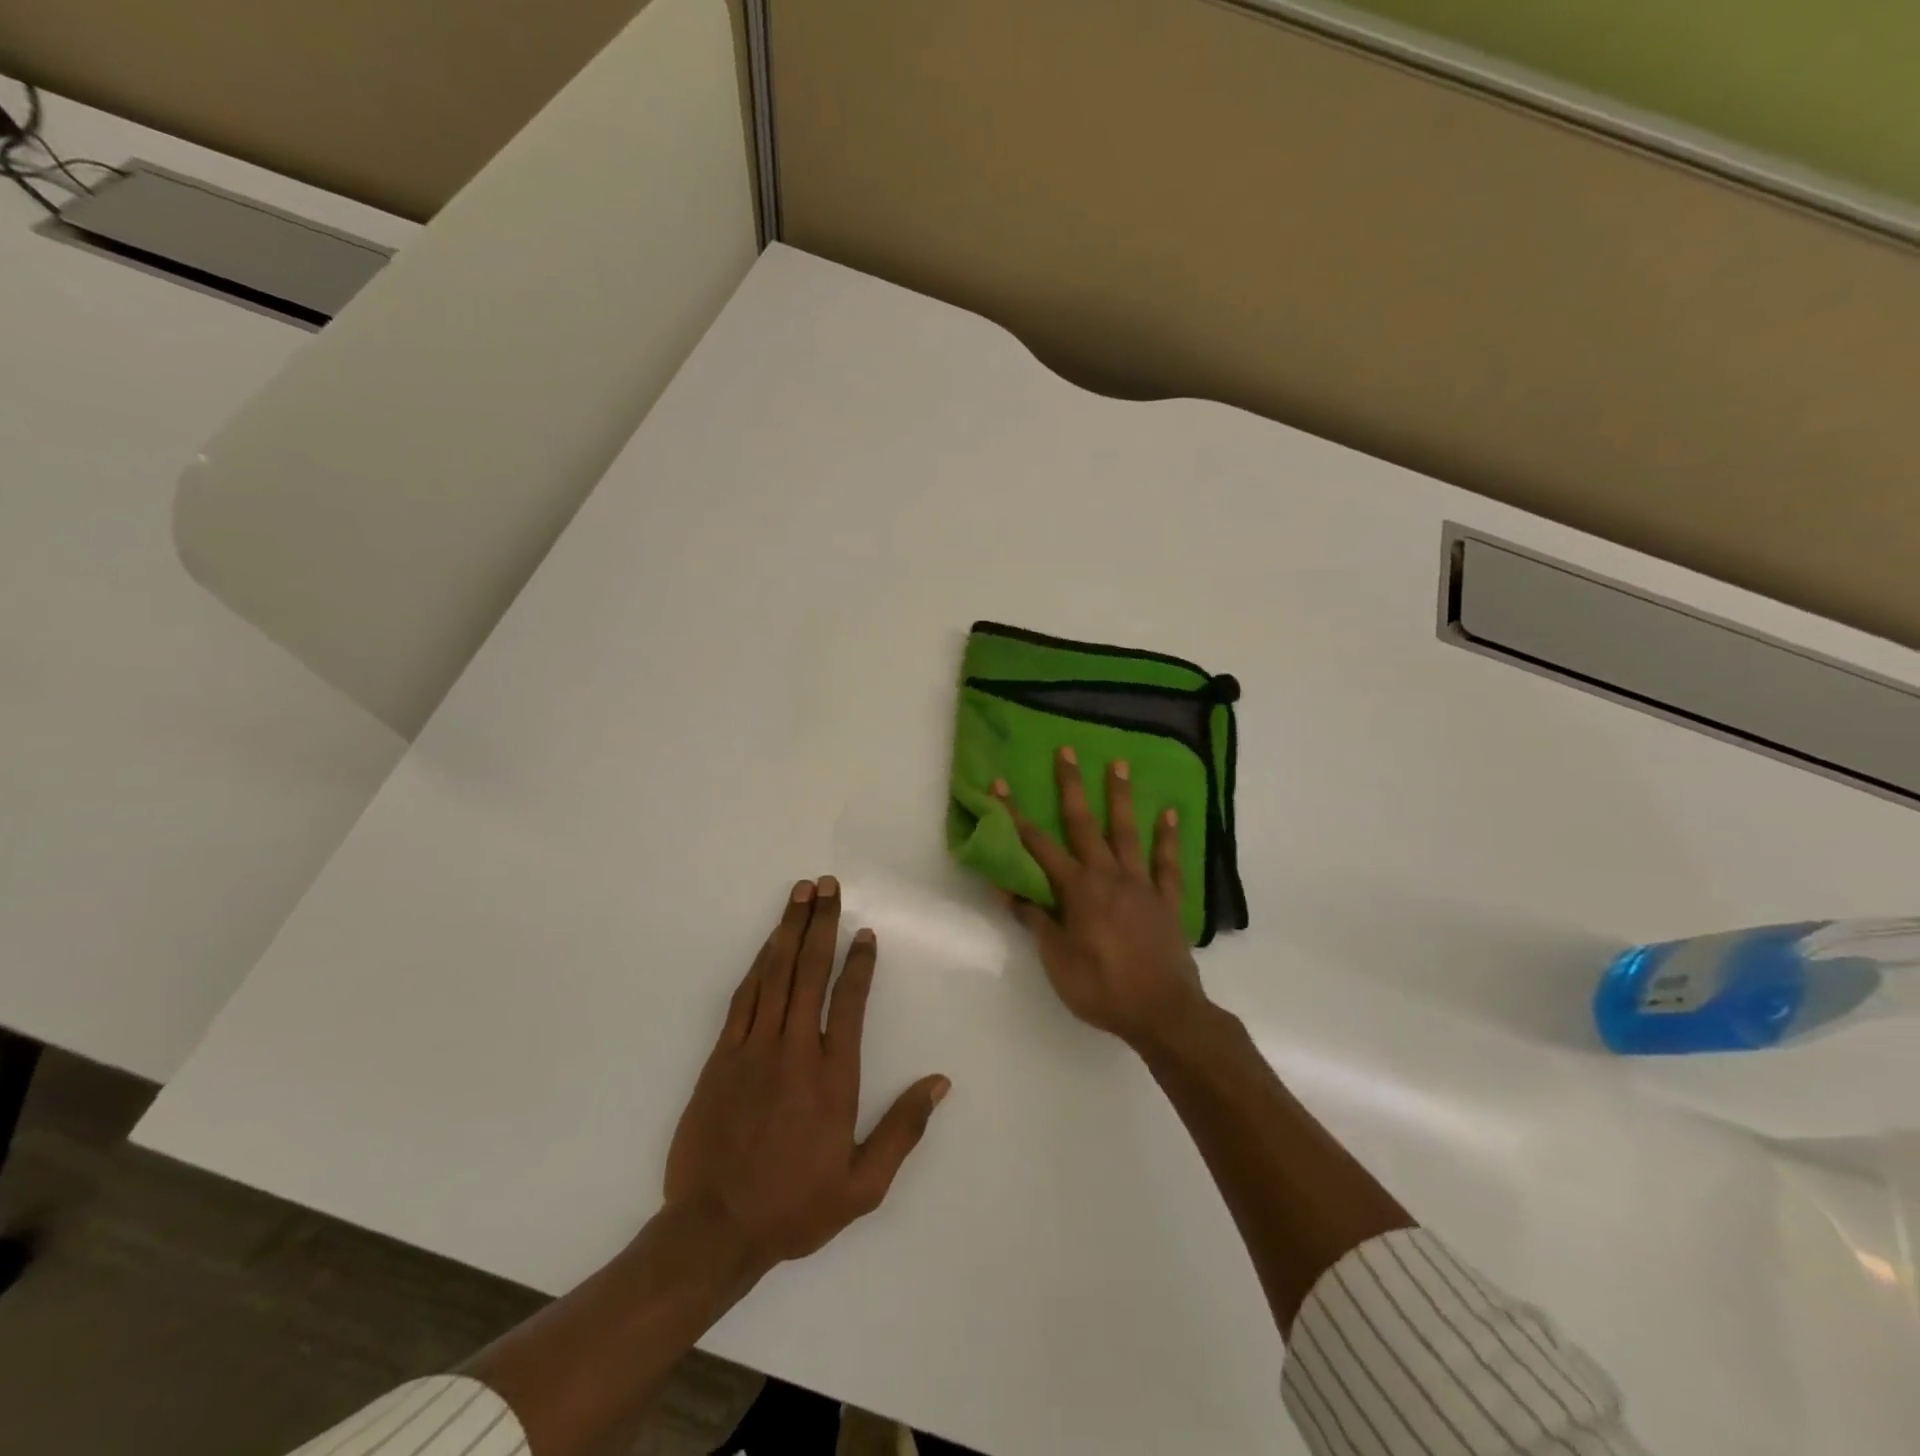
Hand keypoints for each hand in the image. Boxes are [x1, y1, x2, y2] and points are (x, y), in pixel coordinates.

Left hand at [664, 877, 949, 1269]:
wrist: (713, 1230)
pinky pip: (744, 997)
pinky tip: (768, 944)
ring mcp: (754, 1048)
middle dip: (821, 924)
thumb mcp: (863, 1185)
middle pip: (810, 972)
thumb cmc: (794, 1206)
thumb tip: (940, 1083)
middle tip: (828, 885)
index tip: (865, 932)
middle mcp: (794, 1050)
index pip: (850, 1002)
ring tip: (800, 894)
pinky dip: (758, 964)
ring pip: (775, 974)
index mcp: (832, 1076)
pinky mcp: (722, 1055)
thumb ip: (902, 1130)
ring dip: (788, 930)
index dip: (860, 962)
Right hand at [995, 748, 1209, 1050]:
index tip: (1000, 785)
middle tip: (1067, 751)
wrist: (1162, 1012)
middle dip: (1071, 786)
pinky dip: (1169, 838)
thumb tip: (1007, 887)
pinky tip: (1170, 814)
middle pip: (1084, 824)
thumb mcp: (1057, 959)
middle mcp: (1108, 876)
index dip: (1015, 815)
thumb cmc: (1101, 987)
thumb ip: (1035, 919)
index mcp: (1077, 889)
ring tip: (1119, 763)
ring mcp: (1141, 884)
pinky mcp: (1166, 900)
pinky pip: (1167, 863)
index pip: (1038, 846)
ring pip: (1127, 832)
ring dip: (1121, 797)